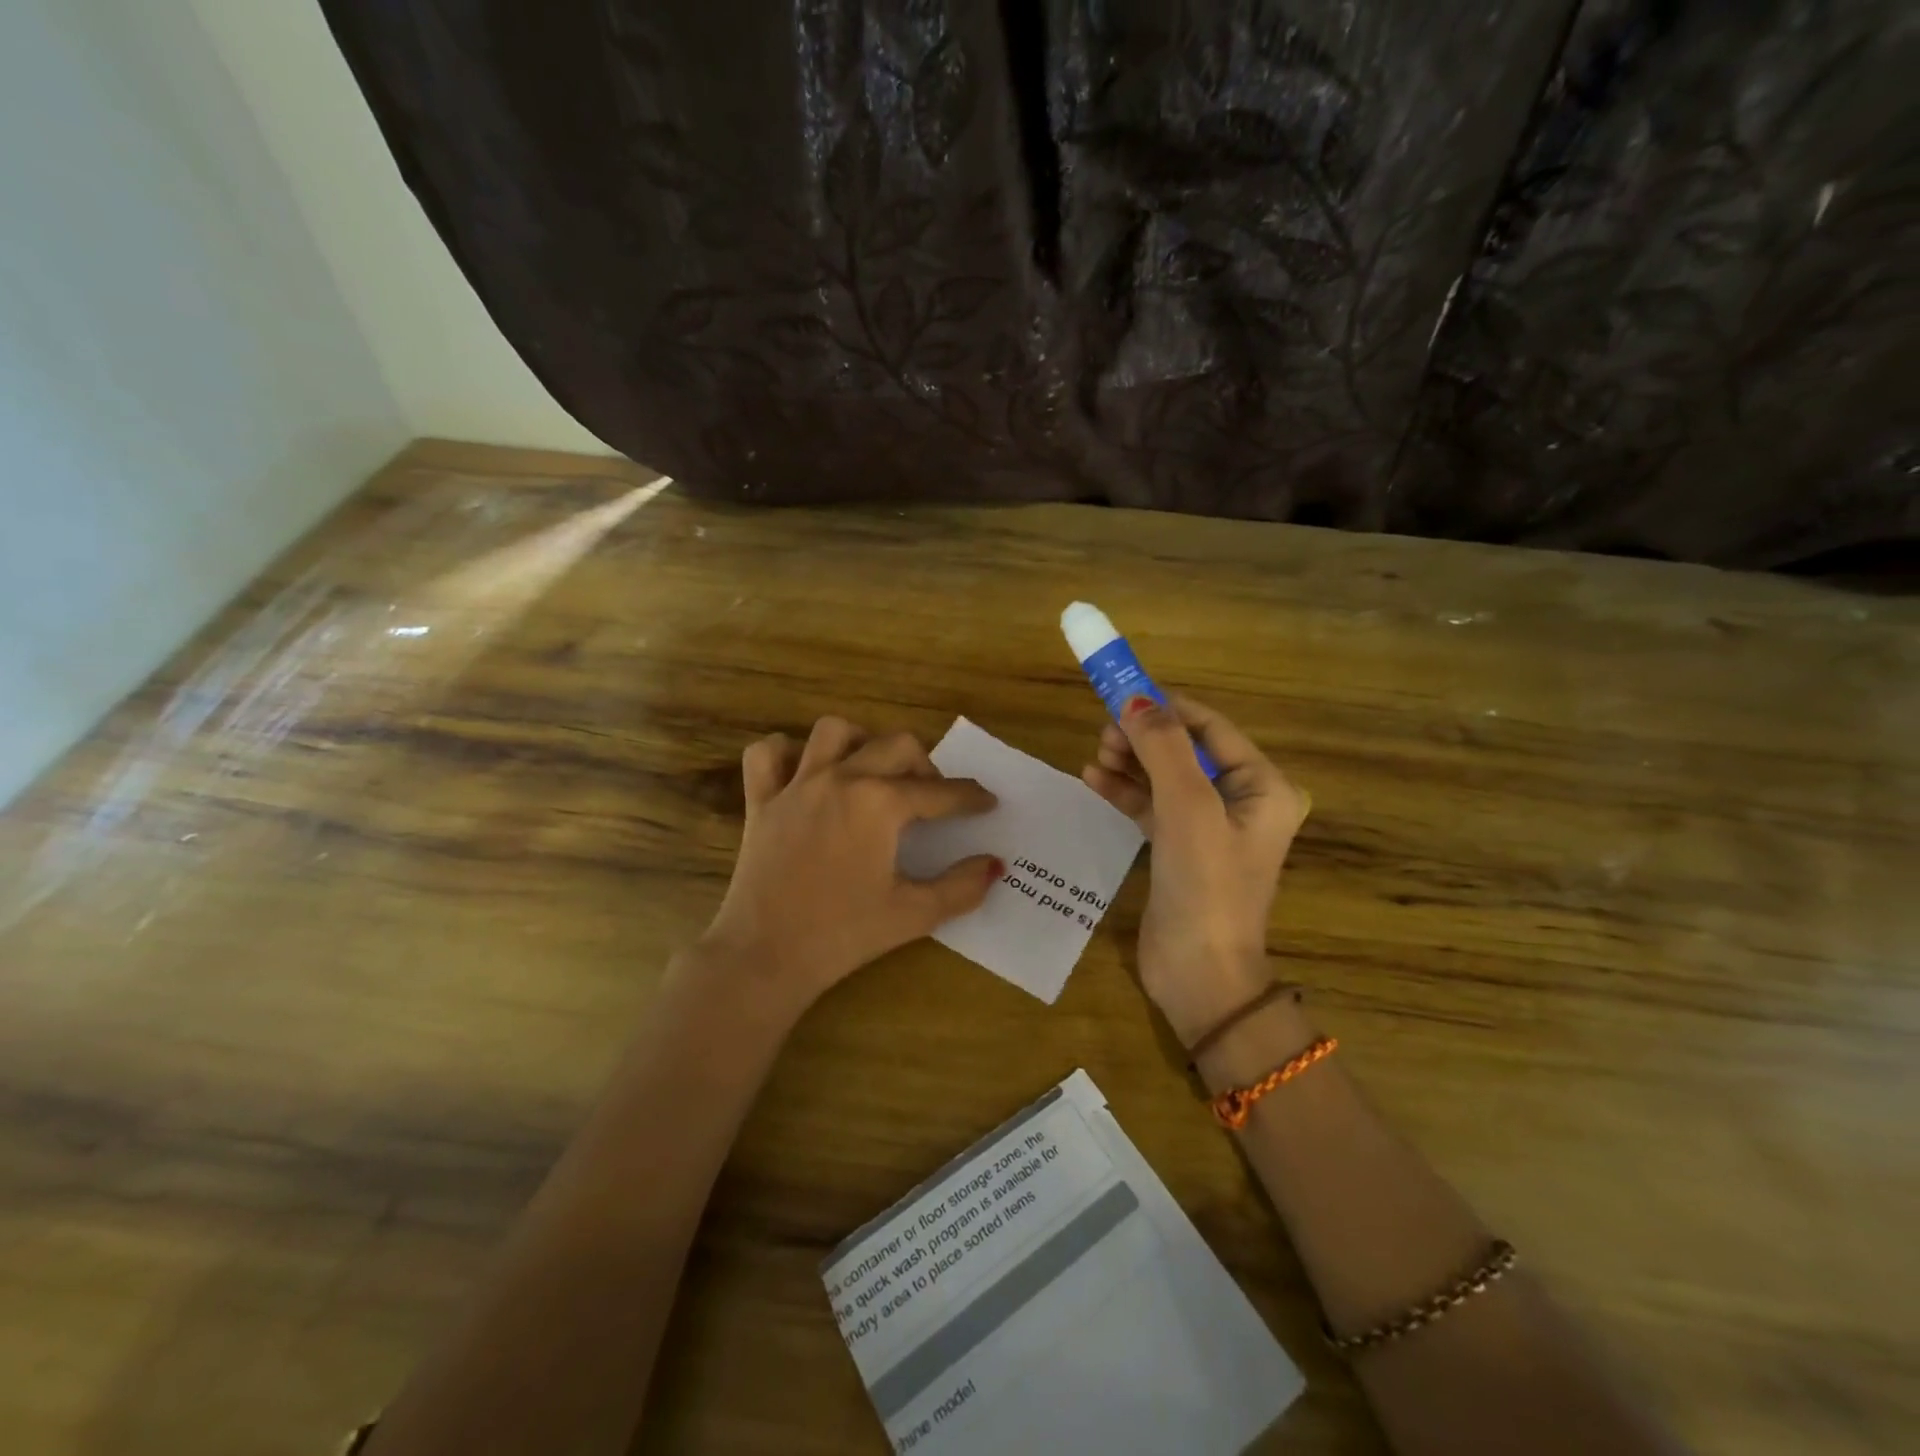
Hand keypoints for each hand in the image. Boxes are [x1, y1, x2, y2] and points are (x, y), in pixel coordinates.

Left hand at [700, 716, 1001, 1018]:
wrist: (765, 957)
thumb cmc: (843, 936)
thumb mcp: (913, 914)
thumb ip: (961, 887)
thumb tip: (994, 864)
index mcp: (880, 804)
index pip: (940, 792)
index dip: (970, 798)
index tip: (987, 802)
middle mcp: (840, 779)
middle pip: (896, 745)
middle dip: (924, 764)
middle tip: (930, 796)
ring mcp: (796, 786)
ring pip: (833, 731)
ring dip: (860, 743)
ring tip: (870, 772)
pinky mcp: (760, 801)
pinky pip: (766, 755)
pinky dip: (786, 753)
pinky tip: (803, 774)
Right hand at [1081, 695, 1308, 1045]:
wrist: (1199, 975)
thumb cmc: (1205, 885)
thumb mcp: (1187, 808)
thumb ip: (1163, 747)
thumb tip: (1136, 698)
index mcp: (1262, 787)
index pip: (1212, 728)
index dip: (1168, 708)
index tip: (1122, 693)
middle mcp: (1241, 802)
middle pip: (1186, 751)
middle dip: (1144, 737)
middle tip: (1104, 732)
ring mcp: (1208, 828)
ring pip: (1165, 777)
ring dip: (1131, 762)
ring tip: (1095, 756)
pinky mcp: (1180, 850)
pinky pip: (1152, 807)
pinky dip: (1125, 791)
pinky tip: (1094, 779)